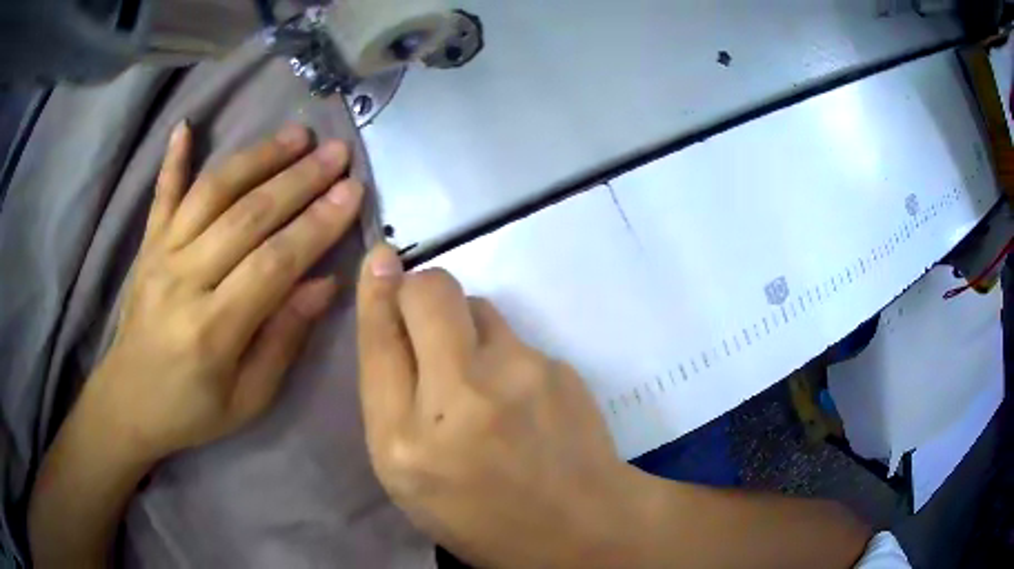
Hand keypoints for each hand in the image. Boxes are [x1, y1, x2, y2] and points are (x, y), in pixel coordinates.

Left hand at [87, 121, 363, 460]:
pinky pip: (161, 195)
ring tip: (295, 134)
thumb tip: (325, 283)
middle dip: (298, 180)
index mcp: (212, 329)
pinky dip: (172, 159)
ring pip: (211, 193)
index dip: (316, 225)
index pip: (273, 263)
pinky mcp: (146, 246)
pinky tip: (186, 125)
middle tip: (337, 153)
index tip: (352, 192)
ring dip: (256, 157)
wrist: (128, 403)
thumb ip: (284, 340)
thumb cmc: (192, 410)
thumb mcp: (249, 399)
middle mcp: (183, 280)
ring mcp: (160, 255)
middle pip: (246, 217)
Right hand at [356, 246, 642, 567]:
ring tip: (481, 377)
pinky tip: (521, 396)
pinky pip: (513, 336)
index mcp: (404, 442)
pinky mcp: (558, 366)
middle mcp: (458, 399)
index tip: (380, 258)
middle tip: (425, 317)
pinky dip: (504, 353)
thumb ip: (392, 401)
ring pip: (477, 305)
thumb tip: (391, 323)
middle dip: (420, 288)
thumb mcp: (409, 476)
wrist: (579, 526)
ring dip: (465, 324)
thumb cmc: (480, 515)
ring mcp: (518, 376)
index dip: (376, 292)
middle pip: (431, 292)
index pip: (379, 341)